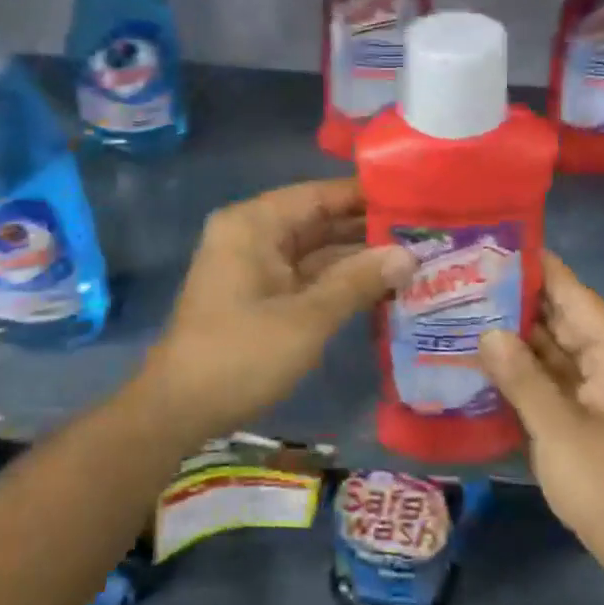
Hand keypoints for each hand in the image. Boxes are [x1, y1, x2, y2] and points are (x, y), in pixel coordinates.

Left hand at [146, 179, 413, 439]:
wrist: (178, 410)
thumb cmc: (240, 355)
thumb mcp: (307, 318)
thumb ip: (358, 282)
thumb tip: (409, 256)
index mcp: (254, 224)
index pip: (318, 194)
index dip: (365, 196)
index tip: (414, 197)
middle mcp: (253, 235)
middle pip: (318, 220)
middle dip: (367, 229)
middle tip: (425, 231)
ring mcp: (255, 266)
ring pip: (315, 251)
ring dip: (357, 258)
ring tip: (416, 257)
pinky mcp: (260, 295)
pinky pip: (306, 276)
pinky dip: (339, 281)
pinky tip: (382, 286)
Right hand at [477, 253, 603, 580]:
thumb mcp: (557, 428)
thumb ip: (520, 376)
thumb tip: (487, 332)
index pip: (574, 295)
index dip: (539, 269)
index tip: (498, 245)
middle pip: (562, 318)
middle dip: (517, 301)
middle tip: (466, 279)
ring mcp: (601, 388)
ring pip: (554, 348)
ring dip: (516, 335)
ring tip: (466, 310)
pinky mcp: (589, 411)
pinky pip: (553, 376)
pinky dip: (524, 367)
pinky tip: (486, 356)